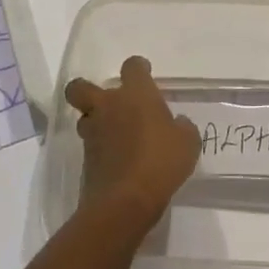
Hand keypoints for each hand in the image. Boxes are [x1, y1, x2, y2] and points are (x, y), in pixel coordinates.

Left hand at [65, 56, 200, 227]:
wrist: (125, 201)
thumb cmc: (161, 161)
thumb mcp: (187, 142)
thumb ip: (182, 127)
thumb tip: (178, 123)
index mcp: (135, 94)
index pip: (132, 66)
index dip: (138, 68)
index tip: (145, 74)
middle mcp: (108, 107)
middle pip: (81, 87)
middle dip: (87, 89)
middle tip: (108, 101)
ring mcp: (93, 133)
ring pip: (84, 118)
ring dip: (95, 122)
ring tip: (114, 135)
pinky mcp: (86, 160)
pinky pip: (91, 147)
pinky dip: (101, 150)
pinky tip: (118, 161)